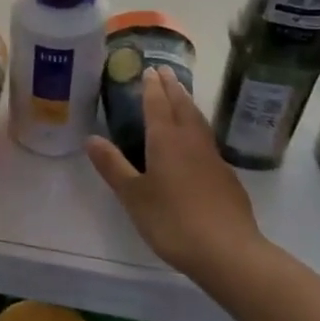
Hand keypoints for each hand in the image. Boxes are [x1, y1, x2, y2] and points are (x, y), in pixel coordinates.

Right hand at [86, 67, 261, 279]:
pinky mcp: (226, 175)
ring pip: (198, 119)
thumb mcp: (134, 196)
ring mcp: (212, 156)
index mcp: (165, 139)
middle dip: (171, 86)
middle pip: (181, 104)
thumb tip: (91, 138)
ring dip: (187, 102)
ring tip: (181, 94)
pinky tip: (197, 140)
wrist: (228, 251)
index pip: (157, 103)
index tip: (149, 68)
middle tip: (165, 70)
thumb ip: (113, 166)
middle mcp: (190, 139)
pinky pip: (208, 139)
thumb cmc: (173, 221)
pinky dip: (198, 127)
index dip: (151, 86)